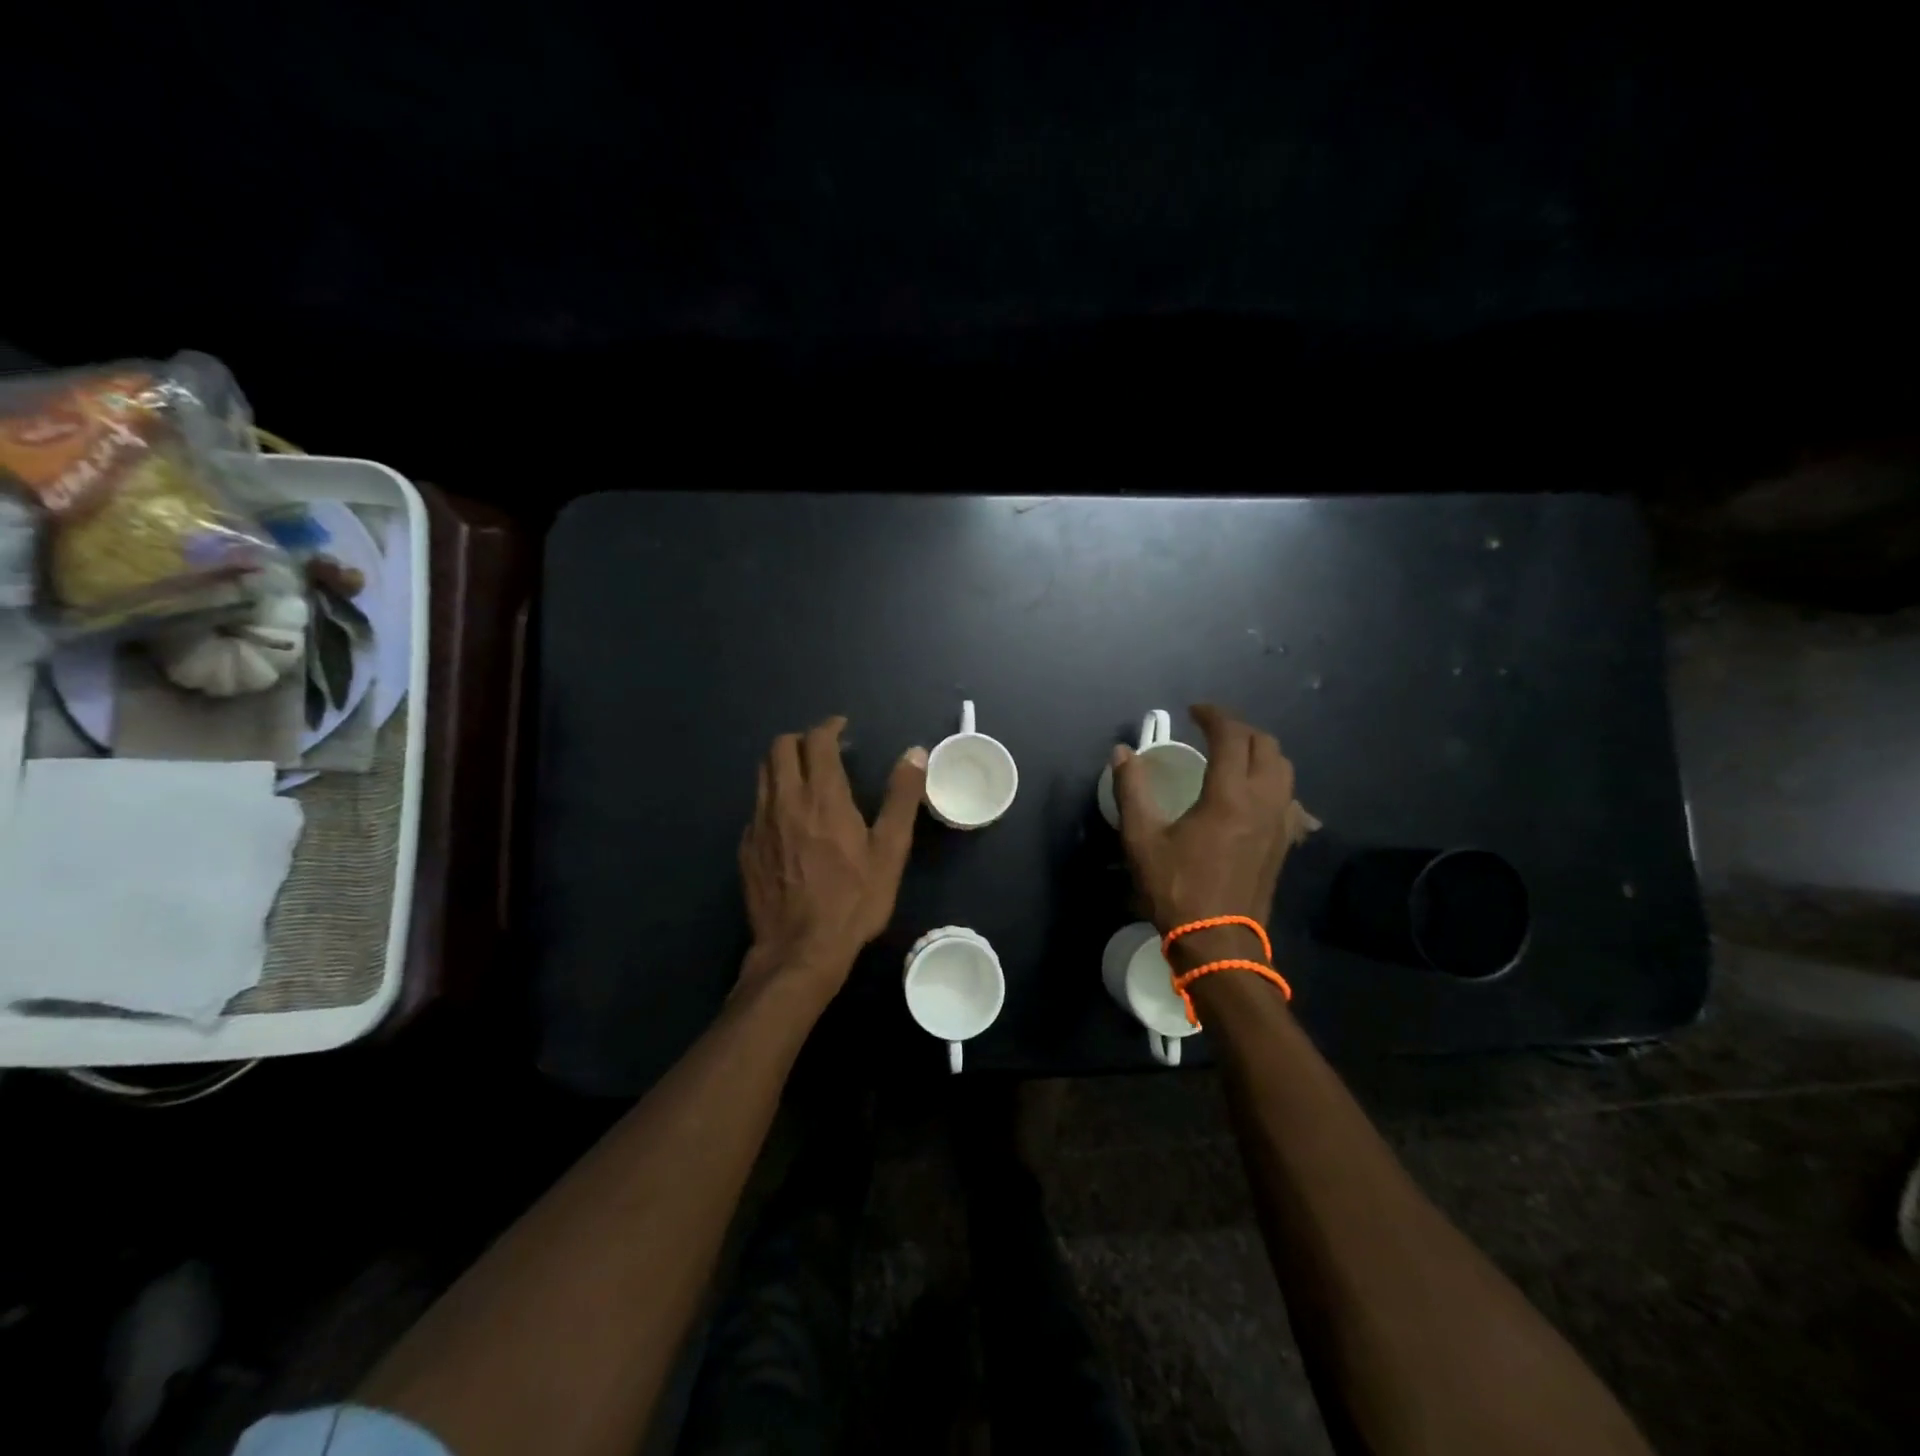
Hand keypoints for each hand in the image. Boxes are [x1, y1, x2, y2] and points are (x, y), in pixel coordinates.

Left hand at [739, 716, 927, 996]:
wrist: (800, 950)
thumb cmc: (853, 900)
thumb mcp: (889, 851)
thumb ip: (901, 798)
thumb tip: (915, 753)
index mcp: (822, 796)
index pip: (817, 741)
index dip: (829, 727)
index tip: (842, 728)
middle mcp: (784, 800)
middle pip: (780, 748)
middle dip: (801, 739)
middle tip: (823, 750)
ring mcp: (759, 824)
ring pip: (763, 774)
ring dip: (783, 764)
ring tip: (805, 778)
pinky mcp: (746, 848)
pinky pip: (756, 807)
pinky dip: (773, 798)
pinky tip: (788, 821)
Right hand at [1112, 704, 1295, 965]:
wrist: (1218, 942)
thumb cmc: (1177, 888)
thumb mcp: (1142, 838)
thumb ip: (1131, 789)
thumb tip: (1122, 752)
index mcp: (1229, 794)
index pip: (1232, 735)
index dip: (1214, 715)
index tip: (1193, 711)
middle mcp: (1263, 800)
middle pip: (1265, 745)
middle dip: (1239, 728)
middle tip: (1211, 729)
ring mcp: (1281, 822)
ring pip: (1283, 769)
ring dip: (1260, 751)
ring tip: (1233, 755)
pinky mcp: (1285, 843)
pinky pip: (1289, 798)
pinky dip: (1273, 782)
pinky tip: (1255, 794)